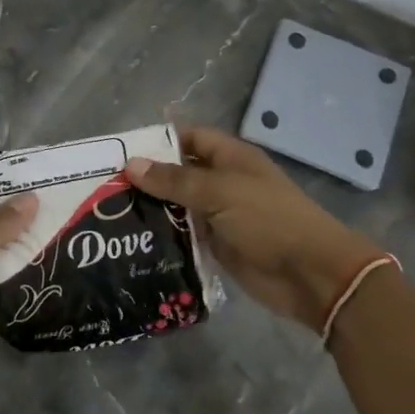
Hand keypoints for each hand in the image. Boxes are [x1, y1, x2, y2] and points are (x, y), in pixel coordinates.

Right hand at [127, 127, 383, 330]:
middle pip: (179, 173)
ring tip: (110, 215)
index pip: (189, 138)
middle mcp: (223, 182)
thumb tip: (131, 165)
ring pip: (178, 206)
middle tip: (104, 188)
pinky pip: (184, 235)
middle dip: (148, 178)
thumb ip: (175, 180)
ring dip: (152, 210)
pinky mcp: (217, 246)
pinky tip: (133, 242)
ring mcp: (220, 215)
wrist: (310, 275)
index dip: (158, 141)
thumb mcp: (220, 192)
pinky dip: (164, 237)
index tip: (120, 152)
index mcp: (230, 158)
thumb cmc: (268, 220)